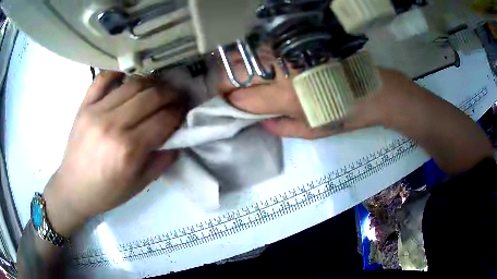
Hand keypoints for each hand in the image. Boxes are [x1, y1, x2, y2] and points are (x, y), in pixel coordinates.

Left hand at [43, 71, 183, 235]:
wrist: (73, 188)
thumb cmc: (107, 192)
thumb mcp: (139, 185)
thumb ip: (162, 161)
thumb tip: (179, 139)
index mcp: (129, 150)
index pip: (163, 119)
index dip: (179, 112)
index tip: (185, 110)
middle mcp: (113, 125)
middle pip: (151, 96)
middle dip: (171, 94)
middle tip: (177, 96)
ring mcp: (96, 111)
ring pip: (132, 84)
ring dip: (152, 82)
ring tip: (159, 87)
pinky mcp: (84, 105)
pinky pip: (103, 78)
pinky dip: (118, 72)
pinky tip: (128, 75)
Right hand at [217, 56, 403, 138]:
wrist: (370, 89)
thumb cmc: (343, 114)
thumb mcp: (312, 131)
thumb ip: (280, 127)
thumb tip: (257, 120)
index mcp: (286, 97)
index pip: (241, 98)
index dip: (229, 103)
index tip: (227, 106)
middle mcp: (281, 71)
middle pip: (234, 73)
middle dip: (222, 84)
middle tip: (224, 91)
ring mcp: (286, 53)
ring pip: (244, 55)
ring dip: (233, 68)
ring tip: (237, 78)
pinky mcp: (294, 44)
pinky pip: (262, 48)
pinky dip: (251, 57)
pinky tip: (255, 65)